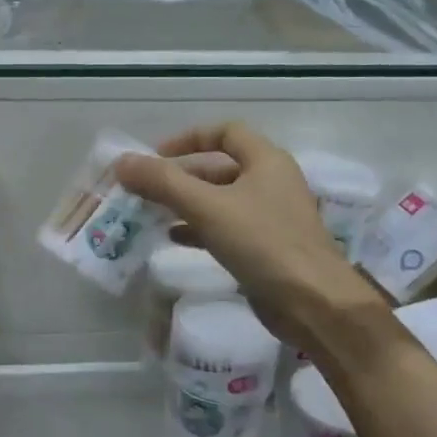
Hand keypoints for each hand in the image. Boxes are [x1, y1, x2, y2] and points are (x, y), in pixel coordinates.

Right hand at [115, 122, 386, 351]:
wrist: (314, 304)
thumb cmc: (263, 243)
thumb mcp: (207, 208)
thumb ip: (163, 183)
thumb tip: (122, 162)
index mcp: (267, 161)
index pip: (225, 132)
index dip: (189, 138)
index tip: (156, 155)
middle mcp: (272, 183)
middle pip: (219, 168)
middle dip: (181, 177)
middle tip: (145, 189)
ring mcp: (272, 217)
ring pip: (221, 200)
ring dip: (187, 204)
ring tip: (152, 214)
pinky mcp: (267, 248)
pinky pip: (227, 228)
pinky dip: (200, 229)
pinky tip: (174, 239)